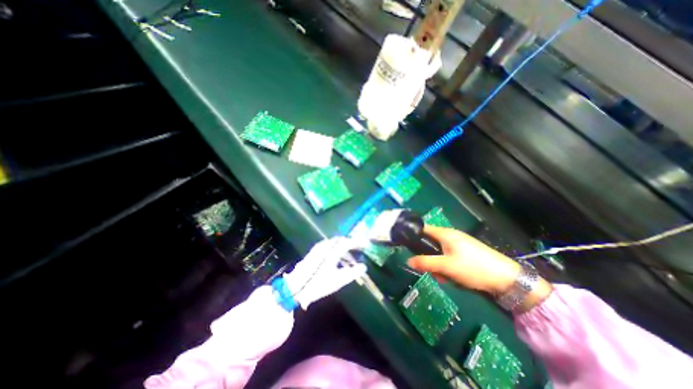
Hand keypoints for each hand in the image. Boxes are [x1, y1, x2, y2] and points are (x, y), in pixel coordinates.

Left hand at [284, 237, 367, 308]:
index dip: (358, 242)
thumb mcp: (338, 280)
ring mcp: (319, 248)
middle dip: (351, 243)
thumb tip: (363, 266)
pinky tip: (337, 258)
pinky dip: (336, 249)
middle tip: (359, 247)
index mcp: (332, 250)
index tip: (366, 243)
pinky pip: (329, 246)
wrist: (297, 287)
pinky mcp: (314, 252)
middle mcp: (326, 246)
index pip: (348, 242)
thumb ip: (352, 273)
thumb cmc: (319, 283)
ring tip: (350, 256)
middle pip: (341, 240)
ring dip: (343, 247)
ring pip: (335, 243)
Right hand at [408, 224, 519, 293]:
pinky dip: (448, 266)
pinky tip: (453, 277)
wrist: (507, 278)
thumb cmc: (473, 267)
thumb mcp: (446, 266)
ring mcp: (459, 244)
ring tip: (445, 278)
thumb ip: (425, 263)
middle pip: (430, 243)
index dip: (414, 236)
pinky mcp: (466, 252)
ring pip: (440, 252)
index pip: (423, 229)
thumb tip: (408, 260)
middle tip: (432, 271)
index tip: (409, 248)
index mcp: (445, 233)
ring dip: (438, 265)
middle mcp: (451, 235)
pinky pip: (449, 257)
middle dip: (428, 258)